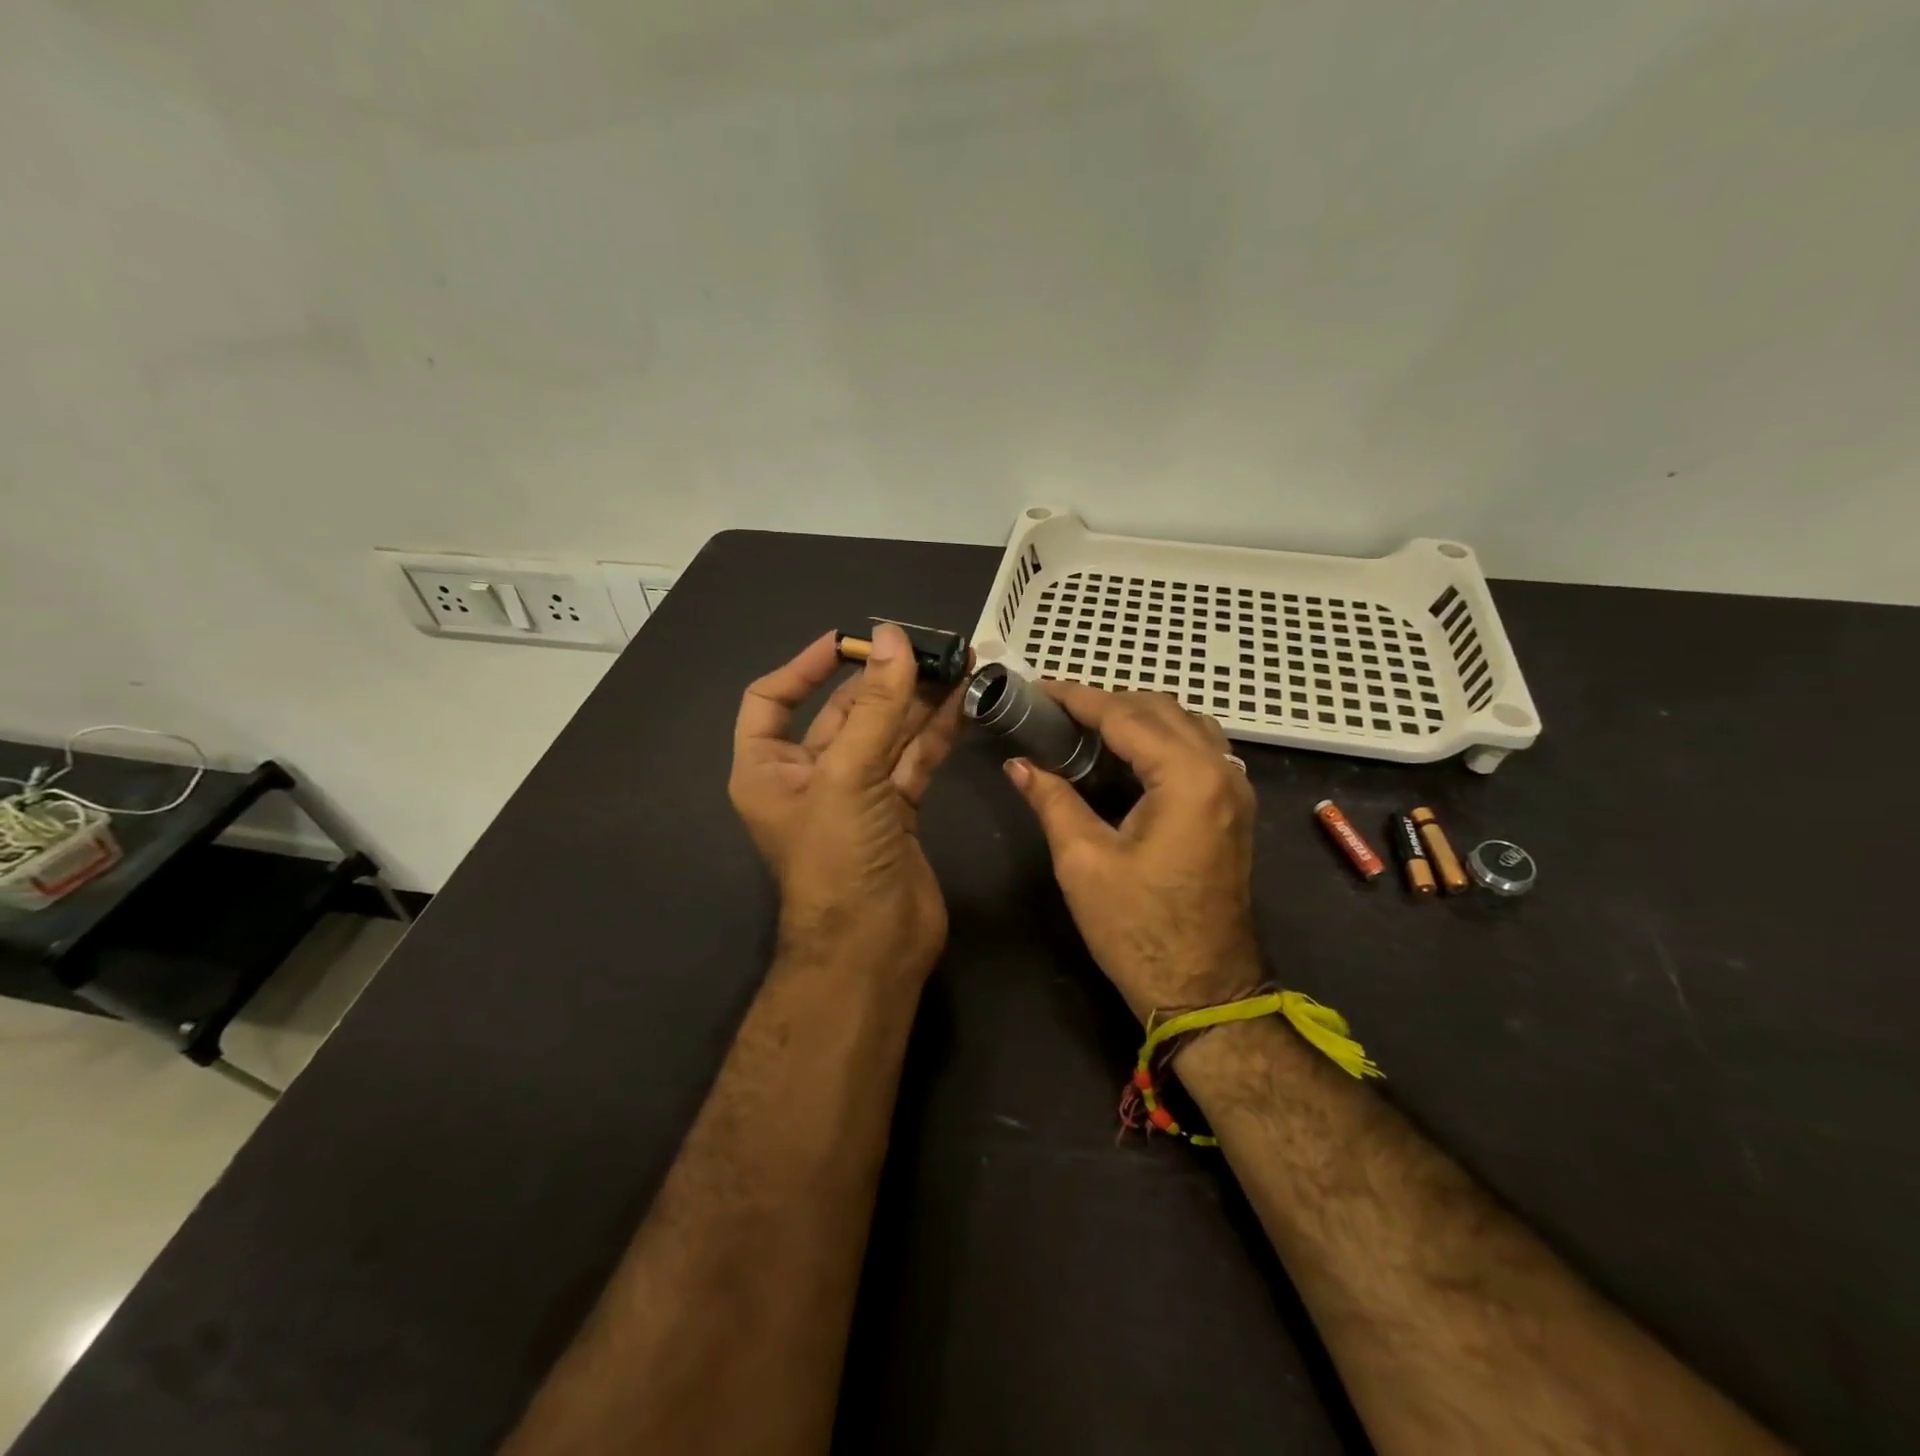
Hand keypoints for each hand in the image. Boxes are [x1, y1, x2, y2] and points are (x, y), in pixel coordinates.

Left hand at [730, 624, 964, 980]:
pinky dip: (937, 732)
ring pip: (887, 734)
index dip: (805, 667)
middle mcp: (809, 776)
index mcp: (768, 768)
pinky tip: (964, 702)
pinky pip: (914, 759)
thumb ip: (877, 707)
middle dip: (884, 679)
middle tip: (928, 645)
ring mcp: (857, 794)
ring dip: (918, 701)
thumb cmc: (838, 859)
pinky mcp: (897, 811)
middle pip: (843, 713)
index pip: (771, 699)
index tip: (849, 640)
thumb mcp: (849, 776)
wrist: (872, 948)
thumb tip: (895, 638)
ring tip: (957, 663)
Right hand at [1004, 685, 1260, 1020]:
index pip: (1126, 716)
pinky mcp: (1233, 809)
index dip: (1078, 698)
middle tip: (1055, 710)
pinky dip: (1161, 738)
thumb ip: (1052, 800)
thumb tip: (1018, 764)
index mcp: (1188, 778)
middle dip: (1106, 702)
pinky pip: (1198, 749)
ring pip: (1185, 724)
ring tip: (1086, 726)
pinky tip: (1126, 753)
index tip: (1039, 688)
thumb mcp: (1083, 861)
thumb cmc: (1138, 929)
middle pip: (1160, 709)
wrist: (1202, 991)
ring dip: (1137, 716)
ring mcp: (1235, 790)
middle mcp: (1221, 771)